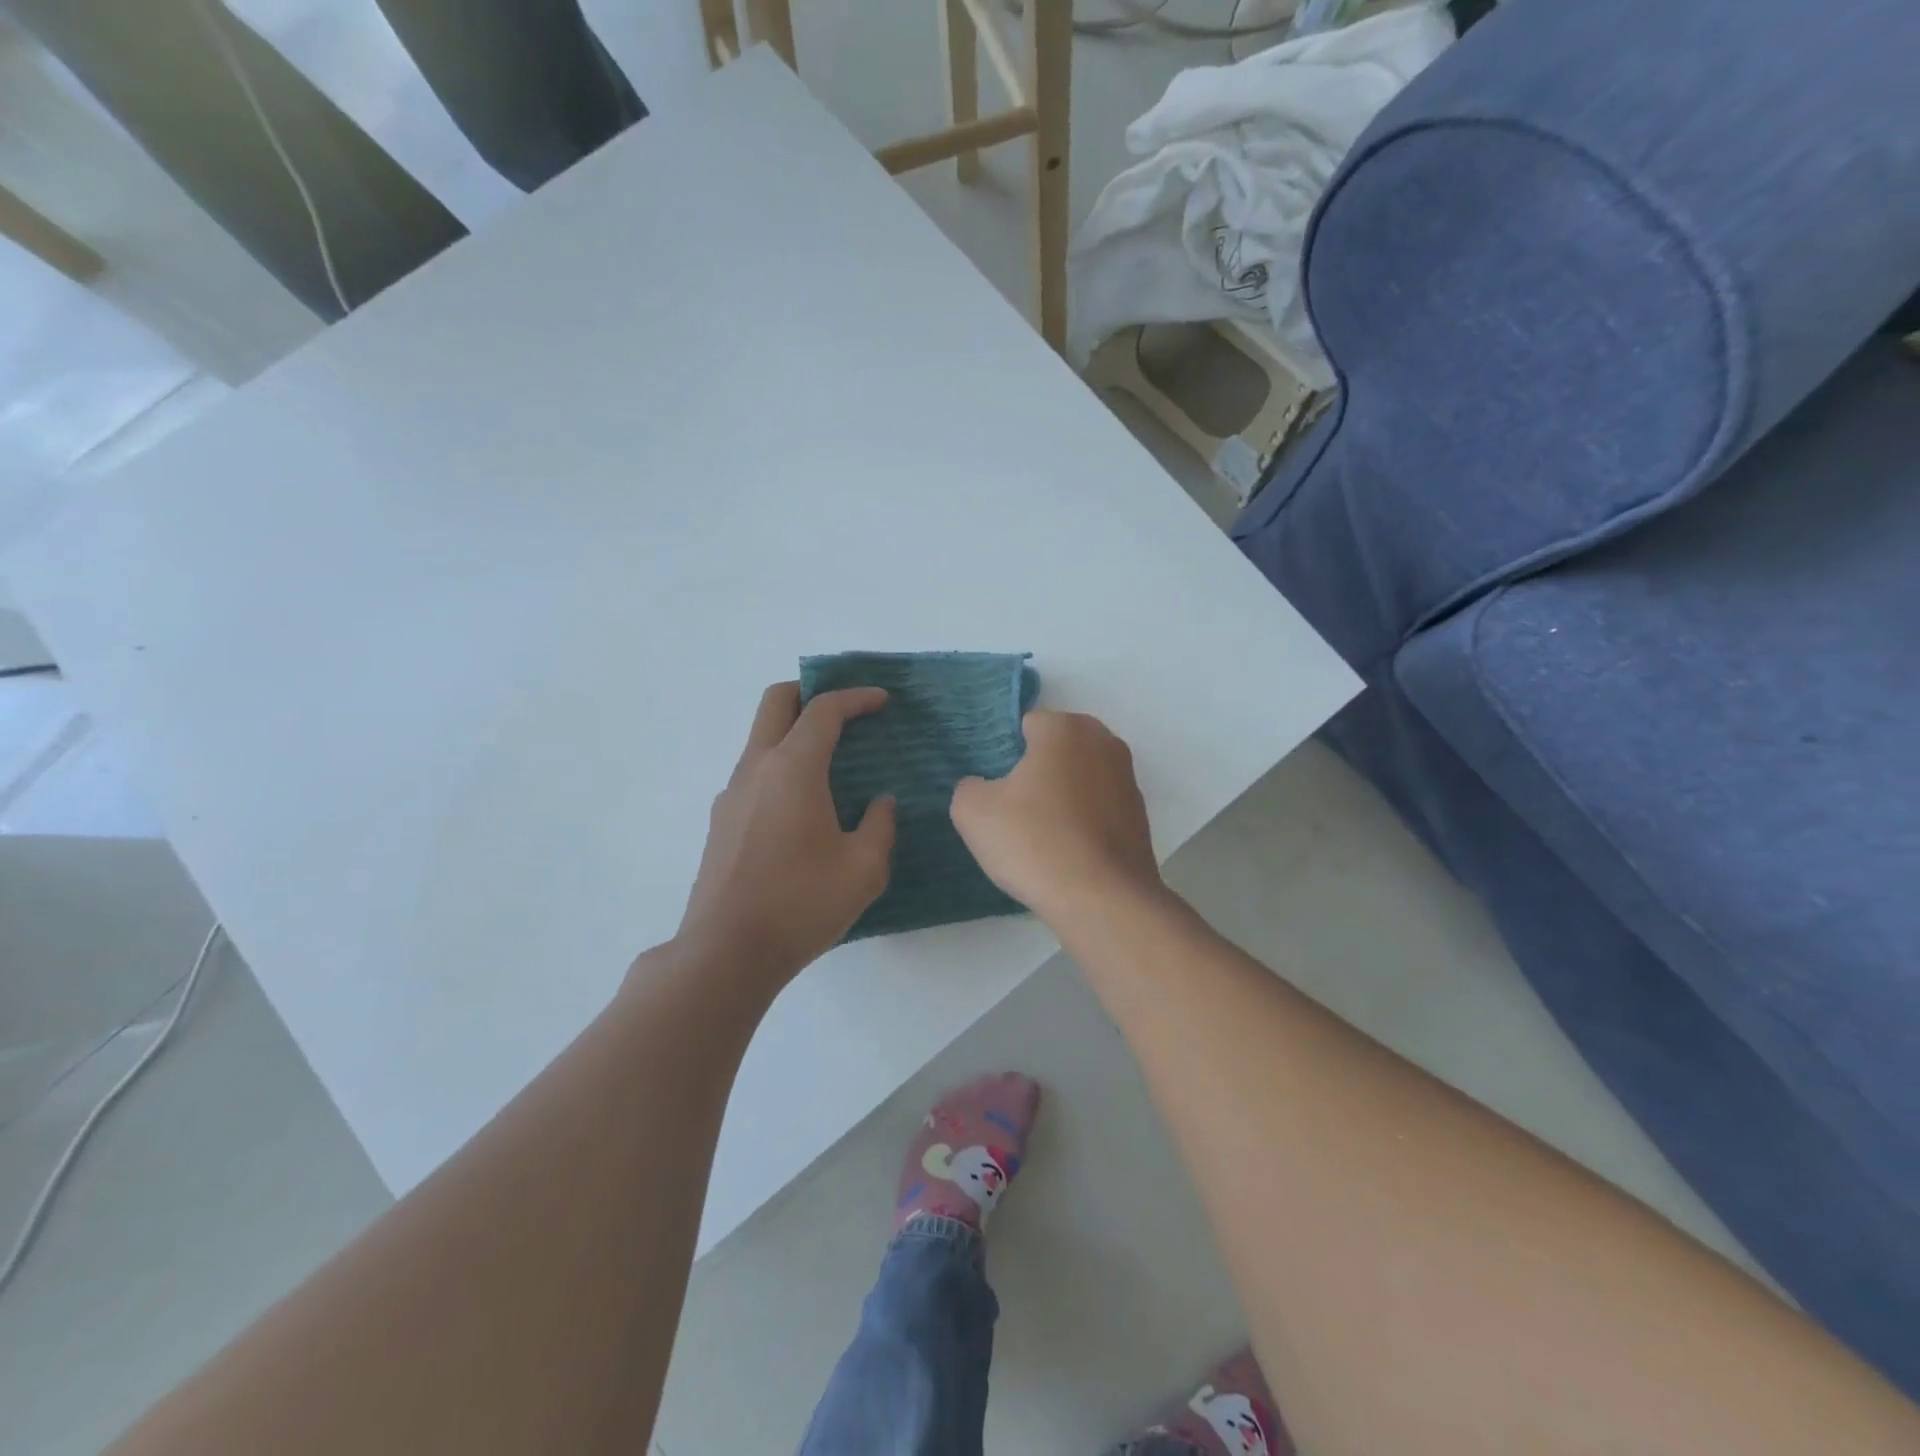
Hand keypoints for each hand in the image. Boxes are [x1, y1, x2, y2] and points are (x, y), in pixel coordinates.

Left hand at [673, 682, 894, 992]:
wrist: (726, 952)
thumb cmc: (801, 904)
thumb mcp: (863, 868)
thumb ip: (880, 826)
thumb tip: (880, 803)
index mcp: (793, 769)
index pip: (824, 710)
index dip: (856, 697)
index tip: (882, 700)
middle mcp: (756, 768)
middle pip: (777, 702)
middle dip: (812, 692)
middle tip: (846, 709)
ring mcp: (732, 794)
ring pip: (761, 737)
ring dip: (795, 732)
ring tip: (832, 761)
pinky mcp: (721, 821)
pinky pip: (755, 773)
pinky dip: (782, 766)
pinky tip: (804, 807)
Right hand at [949, 710, 1162, 926]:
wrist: (1103, 900)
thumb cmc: (1035, 842)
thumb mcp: (973, 812)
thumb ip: (968, 787)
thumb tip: (982, 788)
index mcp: (1065, 728)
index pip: (1025, 726)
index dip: (1004, 756)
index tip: (995, 789)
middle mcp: (1104, 742)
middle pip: (1056, 750)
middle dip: (1036, 772)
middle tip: (1013, 811)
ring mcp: (1128, 779)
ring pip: (1080, 779)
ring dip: (1062, 797)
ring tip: (1041, 836)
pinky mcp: (1140, 816)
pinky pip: (1099, 808)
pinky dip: (1084, 822)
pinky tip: (1068, 853)